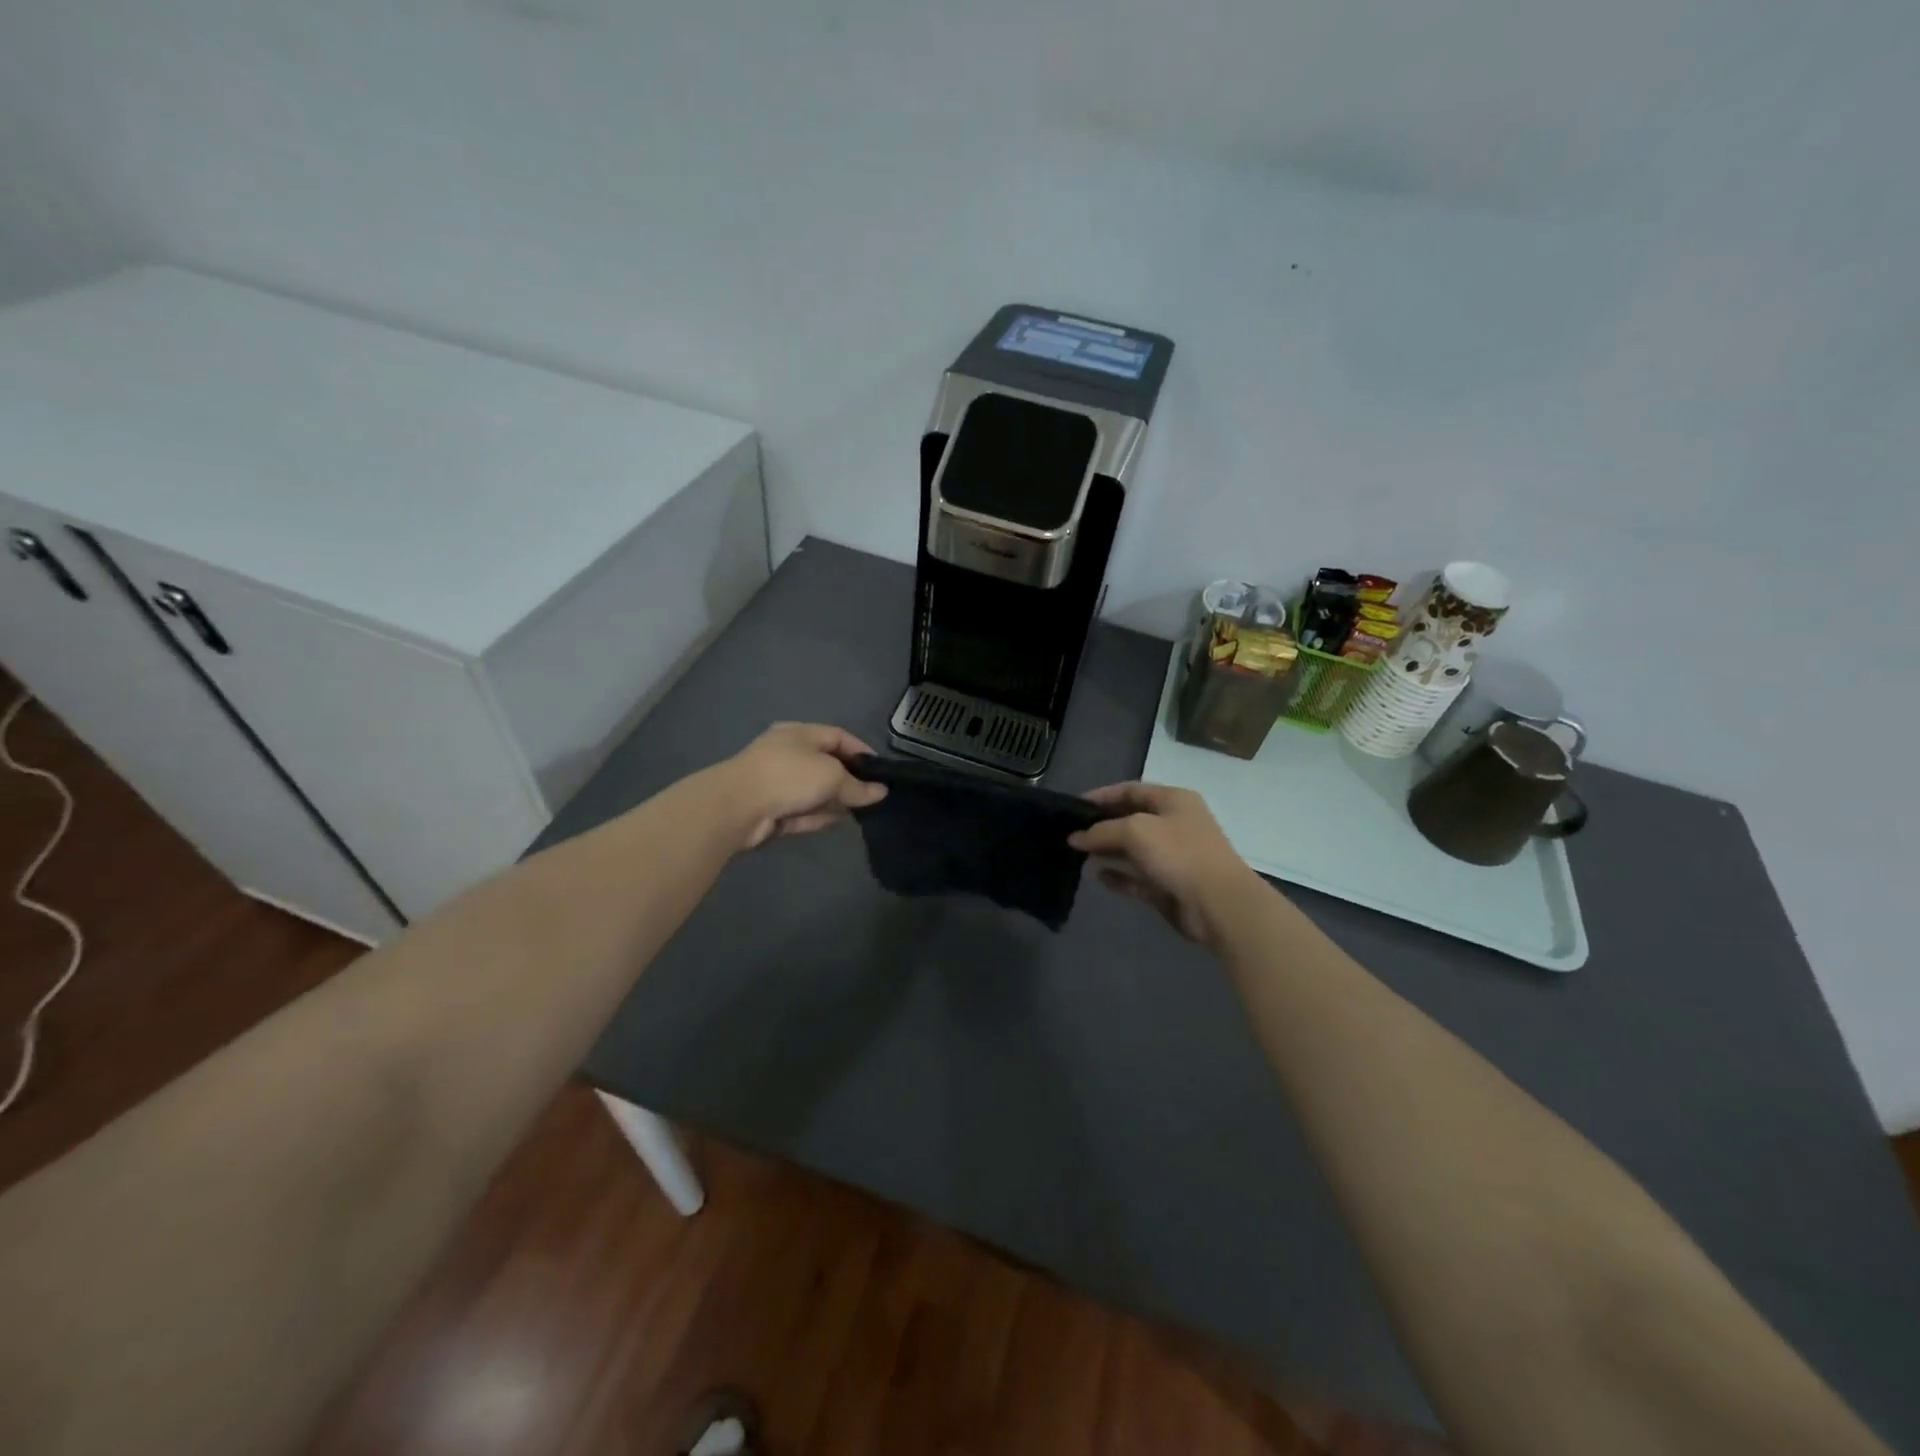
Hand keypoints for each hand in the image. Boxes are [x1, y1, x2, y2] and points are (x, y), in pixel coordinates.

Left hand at [715, 723, 886, 849]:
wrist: (736, 807)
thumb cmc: (788, 776)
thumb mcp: (832, 776)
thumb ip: (858, 786)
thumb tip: (881, 792)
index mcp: (800, 733)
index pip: (838, 736)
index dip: (862, 751)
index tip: (881, 771)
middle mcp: (788, 753)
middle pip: (826, 765)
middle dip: (849, 780)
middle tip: (873, 796)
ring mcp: (777, 782)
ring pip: (814, 790)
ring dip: (835, 801)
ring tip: (862, 813)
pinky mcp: (771, 809)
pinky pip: (802, 811)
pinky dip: (818, 816)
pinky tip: (838, 823)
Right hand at [1069, 782, 1262, 943]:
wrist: (1219, 904)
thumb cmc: (1179, 854)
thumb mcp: (1135, 831)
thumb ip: (1101, 831)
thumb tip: (1075, 838)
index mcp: (1174, 800)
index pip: (1131, 790)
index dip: (1102, 795)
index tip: (1074, 806)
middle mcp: (1175, 825)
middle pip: (1131, 820)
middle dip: (1102, 825)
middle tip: (1072, 833)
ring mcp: (1174, 857)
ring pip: (1134, 850)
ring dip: (1108, 851)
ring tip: (1079, 854)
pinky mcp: (1170, 886)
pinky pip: (1138, 878)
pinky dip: (1120, 876)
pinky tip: (1099, 877)